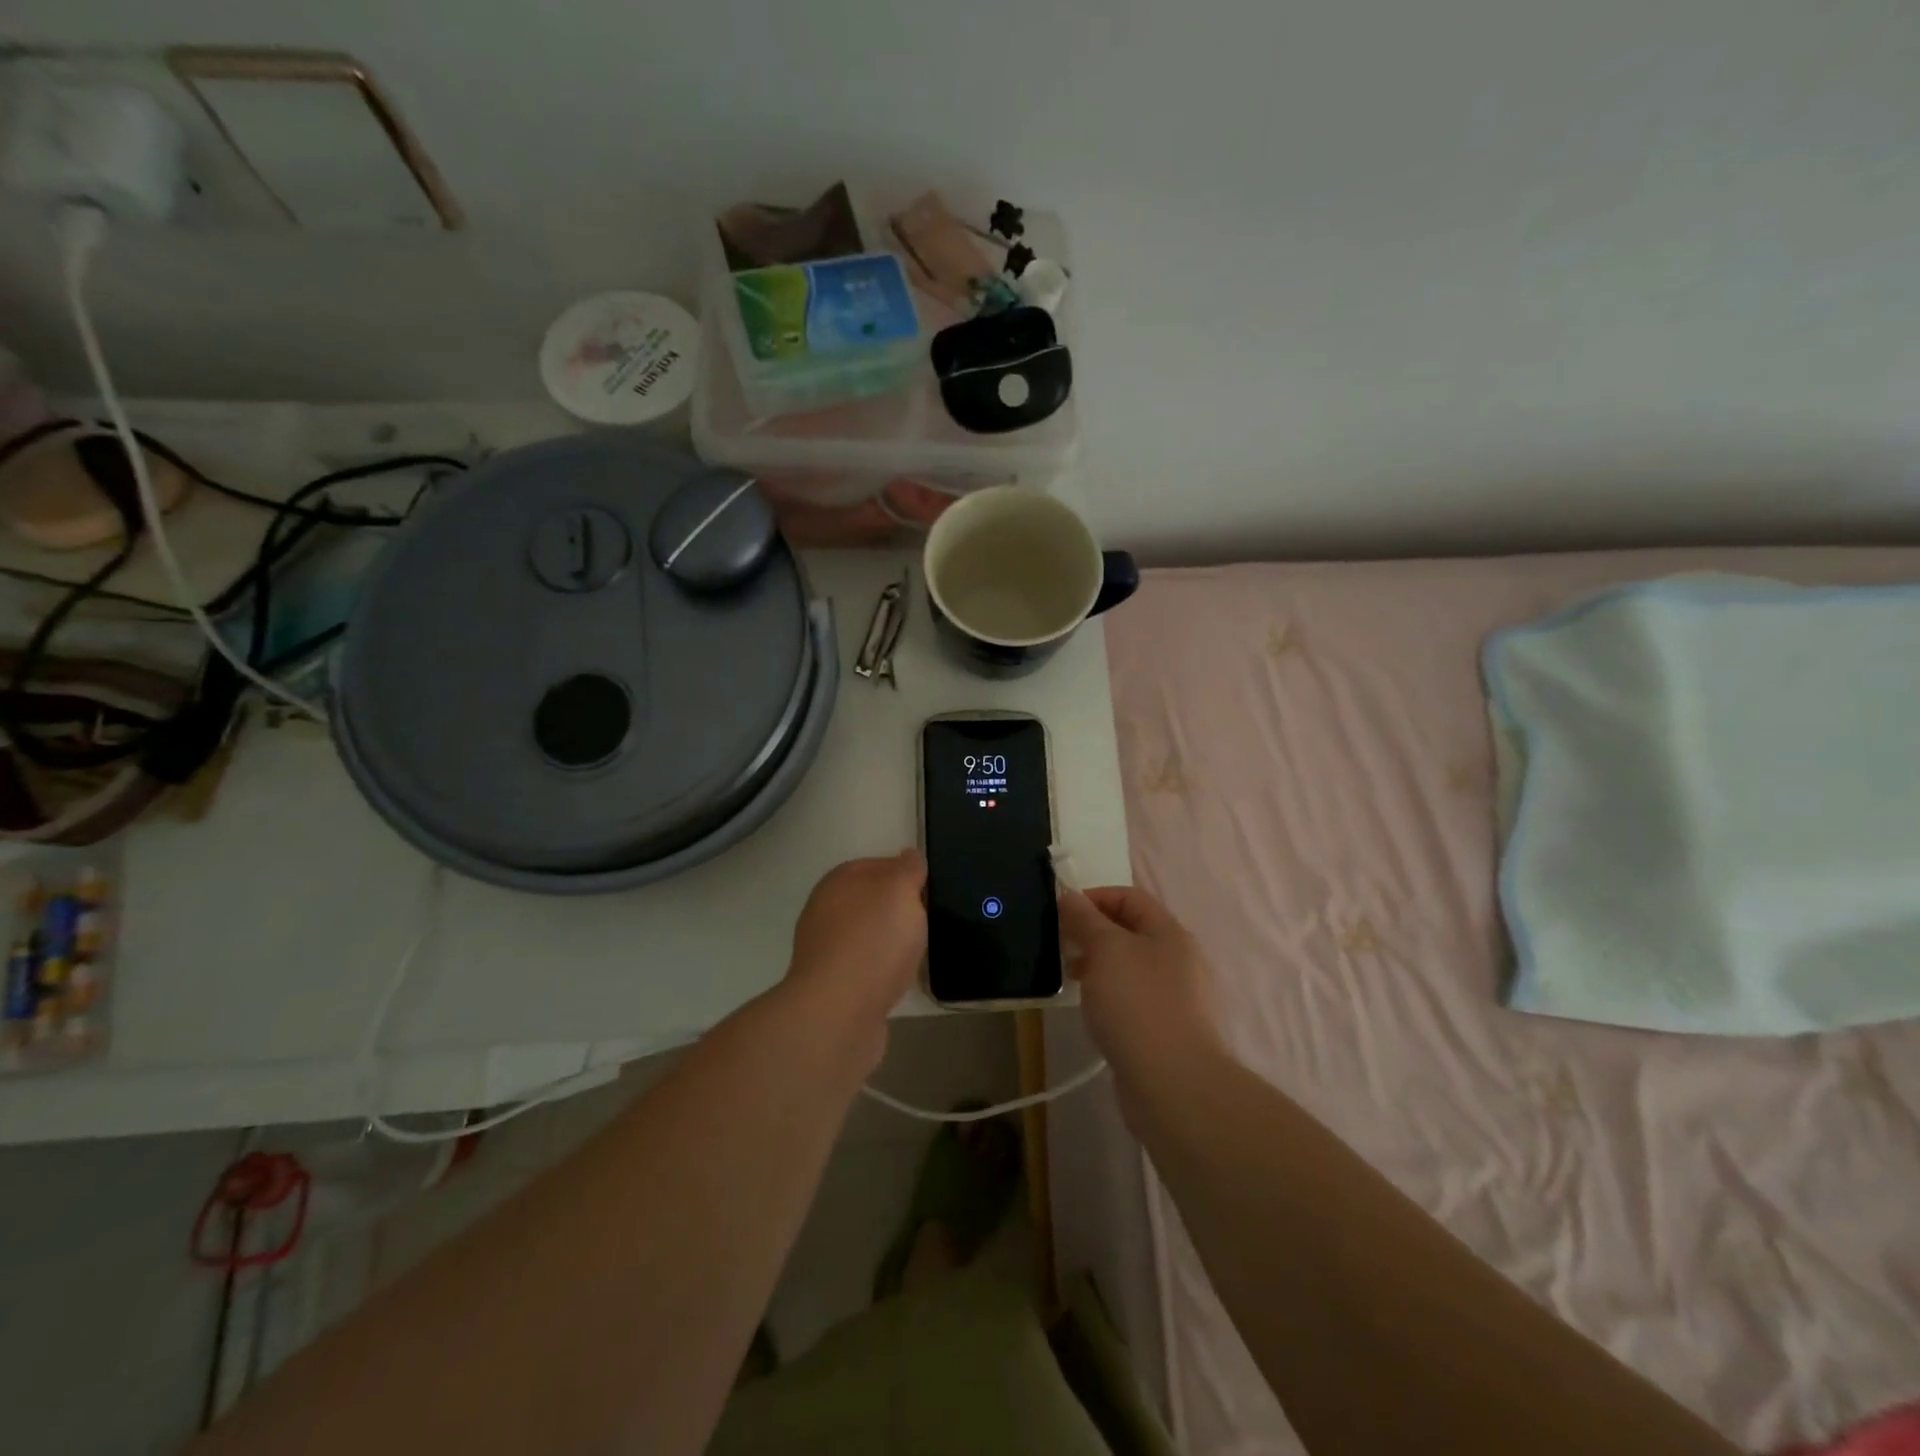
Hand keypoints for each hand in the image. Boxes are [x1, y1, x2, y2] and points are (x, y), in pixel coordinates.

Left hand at [786, 850, 926, 1031]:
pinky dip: (883, 970)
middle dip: (898, 909)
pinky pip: (865, 968)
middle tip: (928, 920)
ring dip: (890, 942)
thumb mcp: (900, 890)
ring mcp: (825, 951)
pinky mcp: (832, 986)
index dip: (904, 873)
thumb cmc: (873, 940)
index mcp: (837, 882)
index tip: (929, 889)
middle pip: (870, 902)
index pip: (875, 865)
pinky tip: (900, 979)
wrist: (838, 1012)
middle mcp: (825, 911)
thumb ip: (908, 870)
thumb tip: (909, 855)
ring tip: (919, 951)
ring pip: (867, 936)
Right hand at [1058, 885, 1222, 1075]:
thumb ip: (1085, 919)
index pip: (1129, 897)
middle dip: (1092, 932)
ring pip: (1128, 966)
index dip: (1094, 897)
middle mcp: (1177, 959)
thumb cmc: (1137, 1004)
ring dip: (1097, 964)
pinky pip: (1131, 998)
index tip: (1061, 912)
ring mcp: (1174, 996)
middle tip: (1060, 945)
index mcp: (1169, 932)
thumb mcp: (1105, 949)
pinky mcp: (1164, 1028)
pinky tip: (1090, 1010)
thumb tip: (1070, 895)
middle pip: (1129, 931)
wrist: (1173, 1084)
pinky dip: (1108, 995)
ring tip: (1070, 978)